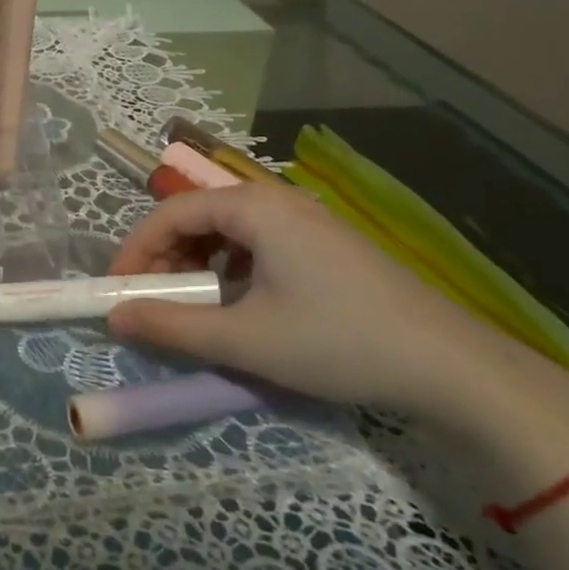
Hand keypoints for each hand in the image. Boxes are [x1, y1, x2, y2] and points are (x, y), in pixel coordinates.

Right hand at [106, 177, 568, 440]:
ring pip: (228, 230)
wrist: (454, 368)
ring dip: (197, 263)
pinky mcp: (327, 245)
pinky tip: (240, 302)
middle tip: (152, 301)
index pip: (171, 213)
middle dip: (165, 257)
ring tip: (192, 305)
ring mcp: (307, 220)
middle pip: (198, 216)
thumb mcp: (245, 340)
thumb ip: (172, 326)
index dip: (136, 250)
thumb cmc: (338, 343)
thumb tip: (114, 318)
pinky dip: (231, 267)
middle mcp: (277, 200)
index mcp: (254, 208)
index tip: (119, 291)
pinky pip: (258, 243)